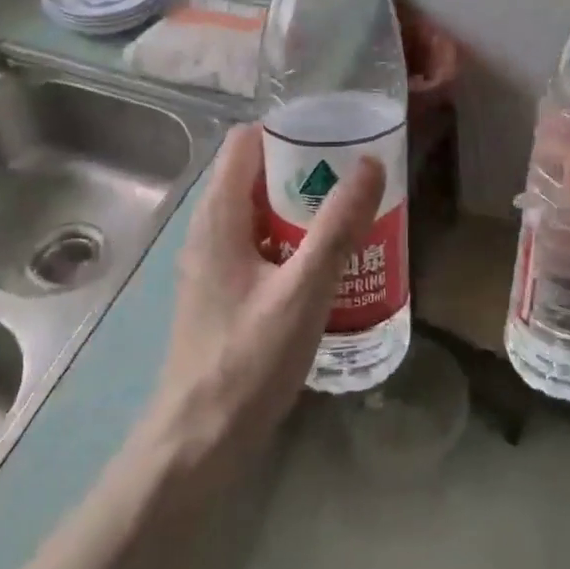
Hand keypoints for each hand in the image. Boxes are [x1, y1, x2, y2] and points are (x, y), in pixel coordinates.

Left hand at [144, 124, 383, 473]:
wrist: (199, 440)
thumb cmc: (248, 359)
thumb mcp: (303, 289)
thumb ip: (337, 226)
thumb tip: (370, 163)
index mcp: (218, 216)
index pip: (246, 141)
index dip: (288, 128)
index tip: (337, 133)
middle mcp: (209, 230)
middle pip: (257, 175)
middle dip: (306, 169)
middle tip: (357, 176)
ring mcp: (213, 263)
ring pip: (260, 214)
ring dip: (302, 208)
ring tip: (352, 214)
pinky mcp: (223, 292)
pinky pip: (260, 246)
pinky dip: (291, 241)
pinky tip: (328, 264)